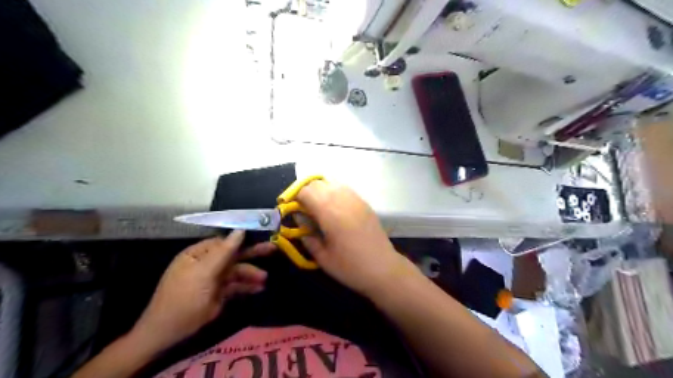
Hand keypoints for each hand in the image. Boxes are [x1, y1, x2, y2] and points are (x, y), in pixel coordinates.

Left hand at [132, 231, 272, 351]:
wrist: (168, 333)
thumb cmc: (184, 297)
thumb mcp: (203, 272)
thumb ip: (224, 251)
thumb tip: (240, 230)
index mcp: (199, 254)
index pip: (224, 241)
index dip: (243, 237)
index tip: (261, 234)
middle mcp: (207, 263)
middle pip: (234, 255)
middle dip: (252, 253)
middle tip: (272, 249)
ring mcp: (213, 279)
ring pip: (237, 271)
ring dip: (251, 274)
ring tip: (264, 278)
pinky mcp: (219, 294)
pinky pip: (236, 286)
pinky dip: (247, 287)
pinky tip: (259, 288)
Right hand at [298, 181, 418, 297]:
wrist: (383, 268)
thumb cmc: (350, 267)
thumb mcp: (322, 256)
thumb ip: (307, 235)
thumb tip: (299, 220)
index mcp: (329, 212)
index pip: (306, 191)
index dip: (294, 197)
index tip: (291, 209)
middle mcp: (342, 199)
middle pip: (318, 183)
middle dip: (306, 192)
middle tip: (303, 209)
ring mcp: (356, 199)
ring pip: (332, 182)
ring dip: (321, 190)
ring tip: (318, 208)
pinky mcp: (364, 203)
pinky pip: (344, 189)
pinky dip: (334, 193)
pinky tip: (334, 209)